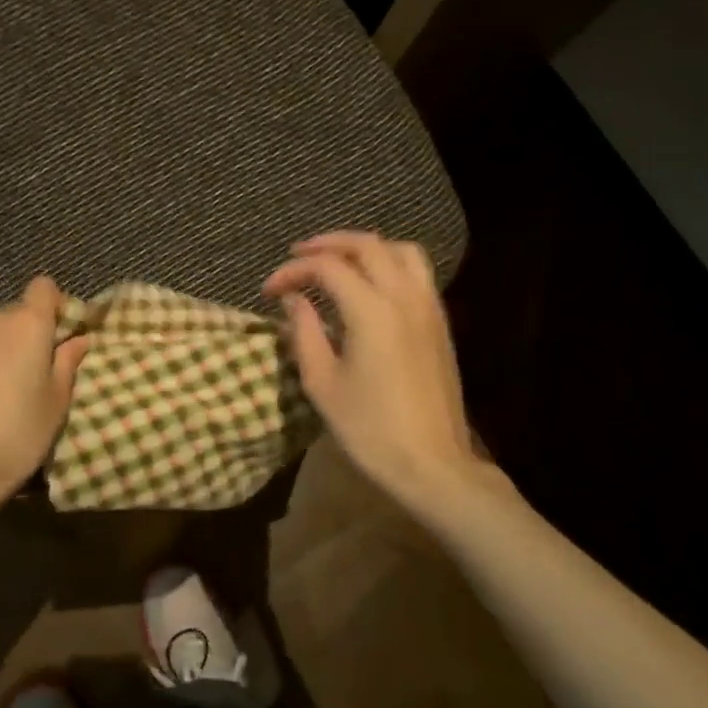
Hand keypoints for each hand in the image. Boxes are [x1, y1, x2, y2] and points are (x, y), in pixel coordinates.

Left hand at [0, 277, 89, 507]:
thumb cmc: (18, 433)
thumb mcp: (57, 402)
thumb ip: (68, 362)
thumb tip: (79, 339)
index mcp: (28, 324)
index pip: (44, 287)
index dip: (53, 305)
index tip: (57, 335)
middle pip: (13, 313)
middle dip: (22, 334)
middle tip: (27, 372)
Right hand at [264, 233, 481, 511]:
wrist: (431, 462)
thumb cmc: (369, 428)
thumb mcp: (322, 383)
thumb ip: (304, 332)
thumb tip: (293, 299)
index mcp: (371, 310)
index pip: (327, 267)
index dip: (292, 271)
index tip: (269, 290)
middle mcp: (403, 296)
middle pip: (366, 244)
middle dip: (327, 244)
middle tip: (298, 256)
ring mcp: (428, 307)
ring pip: (399, 250)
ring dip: (364, 247)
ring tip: (337, 261)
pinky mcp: (439, 322)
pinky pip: (417, 271)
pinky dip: (389, 262)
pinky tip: (369, 284)